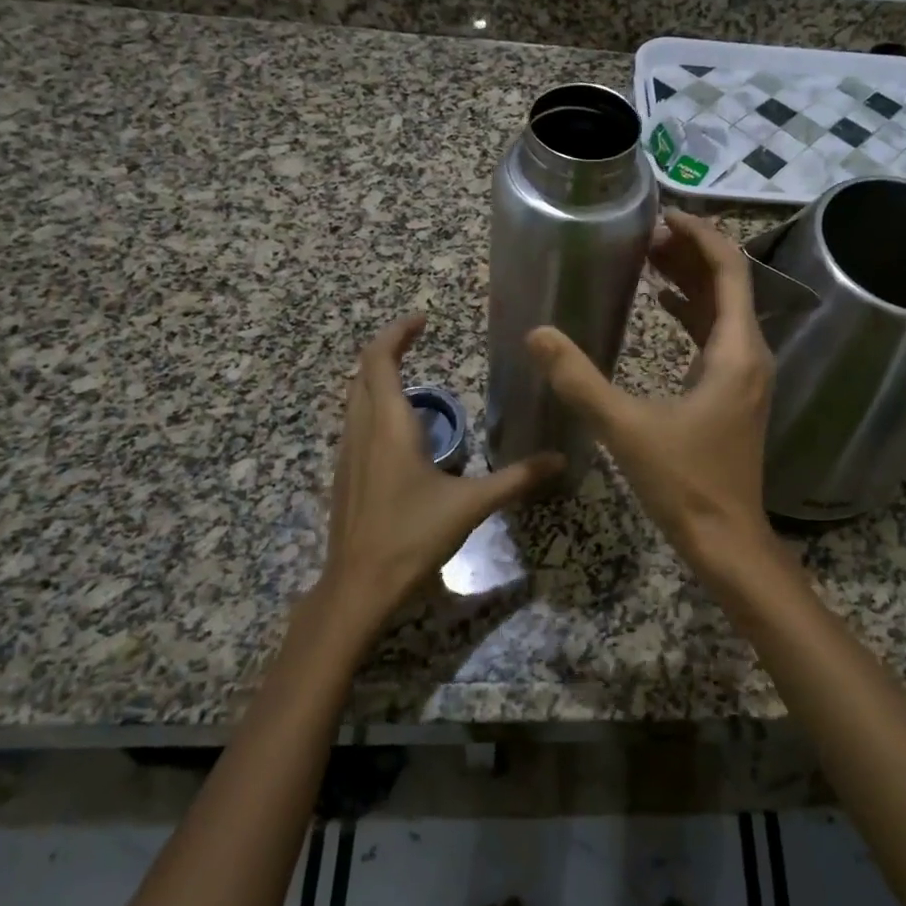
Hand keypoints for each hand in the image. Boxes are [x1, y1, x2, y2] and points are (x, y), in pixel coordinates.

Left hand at [320, 315, 562, 635]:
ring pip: (356, 398)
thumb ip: (517, 479)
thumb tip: (559, 460)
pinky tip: (404, 432)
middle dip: (389, 350)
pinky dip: (376, 407)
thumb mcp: (471, 505)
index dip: (397, 333)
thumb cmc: (412, 537)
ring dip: (380, 379)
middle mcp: (362, 431)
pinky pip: (356, 423)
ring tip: (418, 382)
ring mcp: (348, 453)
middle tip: (420, 341)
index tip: (423, 320)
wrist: (358, 586)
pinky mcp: (345, 474)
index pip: (379, 360)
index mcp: (389, 426)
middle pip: (363, 373)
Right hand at [524, 210, 774, 575]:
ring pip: (723, 308)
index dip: (699, 235)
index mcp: (736, 350)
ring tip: (648, 258)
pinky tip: (662, 305)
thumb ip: (579, 379)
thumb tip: (536, 334)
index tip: (661, 217)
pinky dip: (691, 312)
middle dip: (690, 252)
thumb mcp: (626, 428)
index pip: (729, 269)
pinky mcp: (734, 392)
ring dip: (690, 280)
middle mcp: (750, 353)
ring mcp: (745, 374)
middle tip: (644, 234)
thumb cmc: (685, 483)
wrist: (726, 539)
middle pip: (728, 282)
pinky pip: (716, 335)